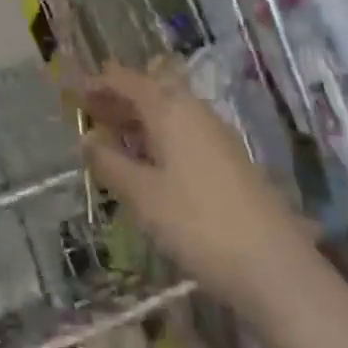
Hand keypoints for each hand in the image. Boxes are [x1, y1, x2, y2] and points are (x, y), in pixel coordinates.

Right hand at [75, 65, 306, 298]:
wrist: (276, 268)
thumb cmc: (198, 224)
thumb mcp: (142, 196)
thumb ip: (110, 163)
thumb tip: (87, 139)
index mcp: (168, 107)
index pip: (124, 80)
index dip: (96, 82)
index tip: (71, 90)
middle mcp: (192, 109)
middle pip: (147, 91)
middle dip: (116, 99)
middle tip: (87, 113)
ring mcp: (214, 133)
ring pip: (166, 111)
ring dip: (137, 119)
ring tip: (111, 139)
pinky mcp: (228, 158)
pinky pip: (182, 131)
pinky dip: (158, 136)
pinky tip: (149, 164)